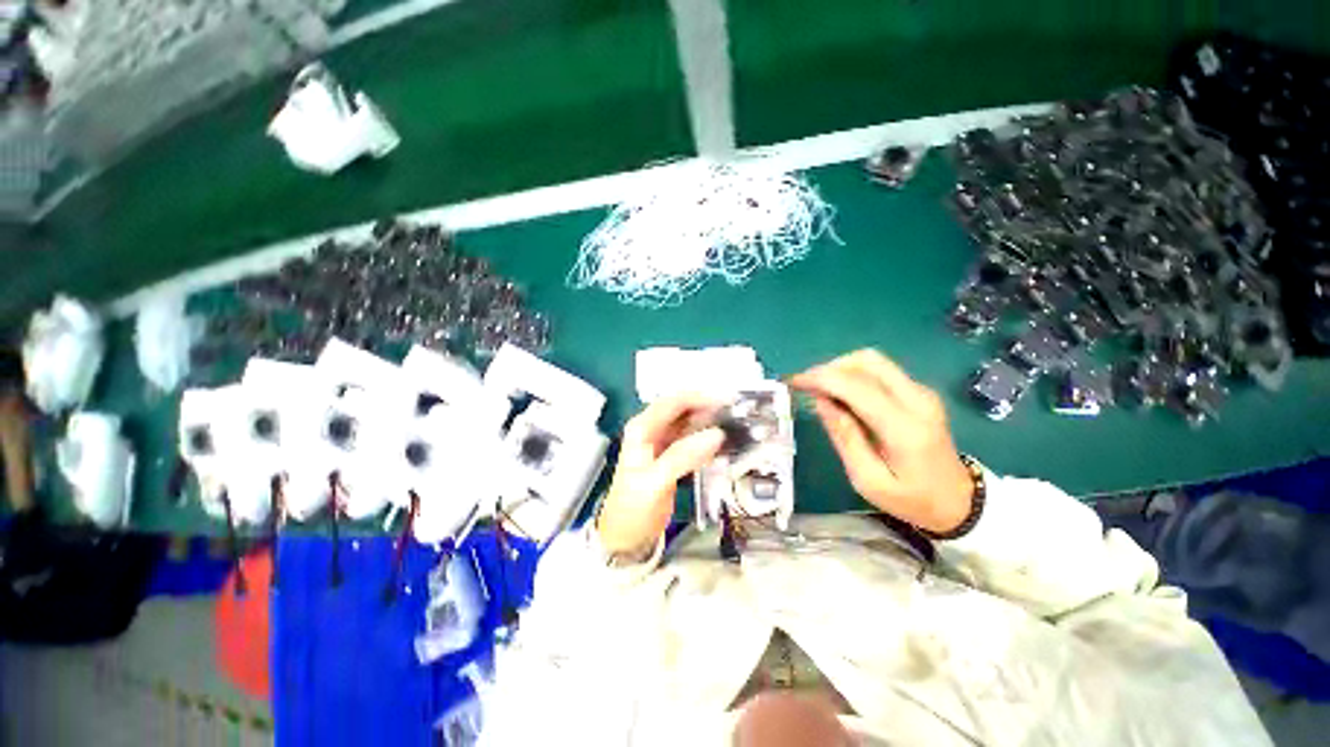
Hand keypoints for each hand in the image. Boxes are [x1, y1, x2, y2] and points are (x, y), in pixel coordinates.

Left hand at [597, 394, 725, 556]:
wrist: (625, 537)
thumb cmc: (633, 508)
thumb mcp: (656, 481)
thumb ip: (683, 455)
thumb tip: (716, 434)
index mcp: (642, 428)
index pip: (673, 401)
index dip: (700, 397)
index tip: (728, 400)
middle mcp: (651, 429)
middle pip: (683, 409)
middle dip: (708, 407)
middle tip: (737, 413)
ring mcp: (662, 443)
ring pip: (690, 423)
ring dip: (710, 422)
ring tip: (736, 424)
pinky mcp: (672, 456)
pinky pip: (693, 440)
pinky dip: (708, 439)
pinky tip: (724, 443)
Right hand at [790, 350, 972, 534]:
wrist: (960, 502)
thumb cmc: (912, 499)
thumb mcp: (868, 480)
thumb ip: (844, 437)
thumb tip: (820, 401)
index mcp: (905, 428)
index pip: (856, 387)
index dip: (820, 378)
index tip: (793, 382)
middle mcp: (917, 400)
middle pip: (867, 361)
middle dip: (830, 367)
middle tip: (806, 385)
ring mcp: (922, 392)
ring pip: (873, 360)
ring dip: (841, 368)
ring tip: (820, 388)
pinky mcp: (920, 392)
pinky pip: (880, 371)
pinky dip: (854, 374)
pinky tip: (841, 393)